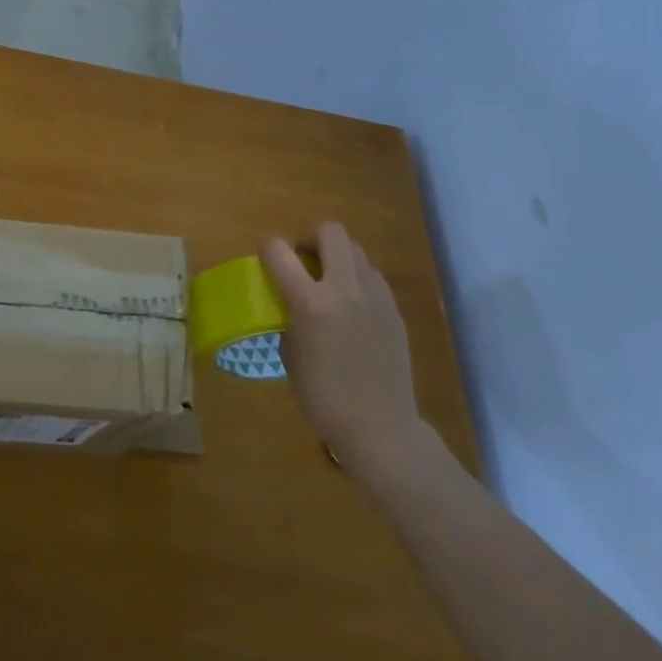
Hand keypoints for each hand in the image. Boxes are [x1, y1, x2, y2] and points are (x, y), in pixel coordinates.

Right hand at [260, 222, 425, 468]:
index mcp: (311, 303)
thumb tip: (292, 303)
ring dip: (338, 258)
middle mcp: (345, 289)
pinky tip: (352, 307)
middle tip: (303, 261)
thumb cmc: (323, 397)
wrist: (379, 428)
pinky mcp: (394, 310)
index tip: (268, 260)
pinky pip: (373, 277)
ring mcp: (375, 297)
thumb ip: (290, 317)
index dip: (268, 249)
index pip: (279, 251)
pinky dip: (357, 280)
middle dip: (311, 238)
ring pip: (356, 251)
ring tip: (330, 284)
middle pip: (330, 232)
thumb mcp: (290, 355)